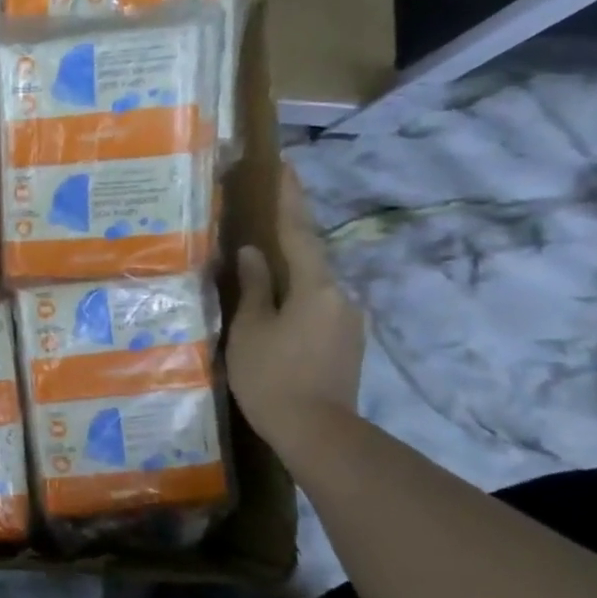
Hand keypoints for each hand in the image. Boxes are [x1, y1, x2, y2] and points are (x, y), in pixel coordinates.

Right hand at [227, 163, 364, 454]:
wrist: (318, 432)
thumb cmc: (273, 376)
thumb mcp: (250, 329)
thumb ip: (253, 288)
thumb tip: (252, 253)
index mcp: (315, 287)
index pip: (299, 232)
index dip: (290, 199)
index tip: (285, 165)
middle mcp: (340, 296)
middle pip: (309, 257)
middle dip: (287, 236)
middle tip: (262, 216)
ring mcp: (346, 320)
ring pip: (311, 285)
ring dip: (287, 273)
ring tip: (258, 269)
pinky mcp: (344, 342)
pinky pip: (314, 306)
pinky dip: (292, 298)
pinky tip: (272, 309)